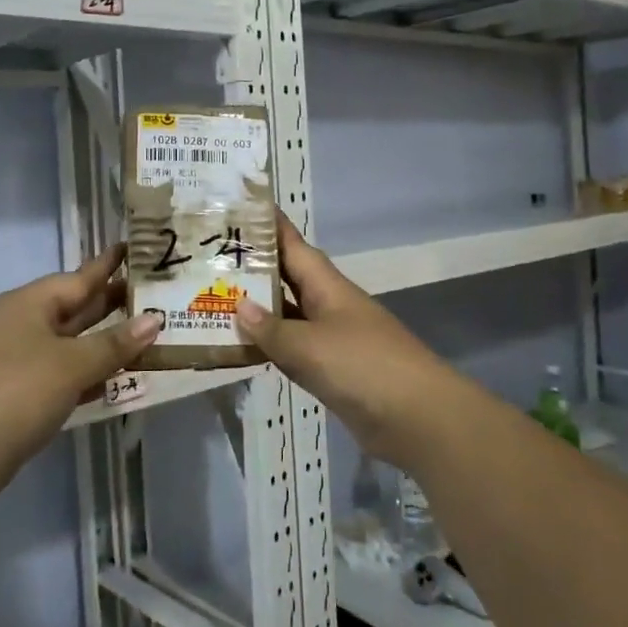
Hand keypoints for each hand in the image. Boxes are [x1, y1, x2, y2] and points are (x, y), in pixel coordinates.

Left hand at [0, 247, 161, 498]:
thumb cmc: (18, 390)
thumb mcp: (72, 364)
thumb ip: (114, 343)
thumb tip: (154, 319)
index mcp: (29, 304)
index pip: (78, 277)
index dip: (109, 265)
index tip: (136, 249)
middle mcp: (20, 324)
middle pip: (74, 308)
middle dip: (111, 303)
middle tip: (154, 294)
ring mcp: (15, 360)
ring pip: (69, 342)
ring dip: (103, 341)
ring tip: (144, 334)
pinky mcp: (16, 393)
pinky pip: (61, 371)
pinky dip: (86, 372)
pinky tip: (113, 379)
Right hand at [234, 213, 465, 471]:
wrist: (417, 418)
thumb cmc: (363, 367)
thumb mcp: (309, 346)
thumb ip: (272, 329)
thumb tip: (239, 306)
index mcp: (328, 286)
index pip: (293, 245)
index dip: (268, 226)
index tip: (239, 207)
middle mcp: (329, 305)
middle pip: (288, 278)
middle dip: (254, 268)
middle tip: (210, 258)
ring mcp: (332, 338)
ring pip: (288, 315)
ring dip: (258, 310)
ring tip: (215, 299)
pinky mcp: (333, 370)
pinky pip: (294, 349)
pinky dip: (270, 346)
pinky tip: (243, 348)